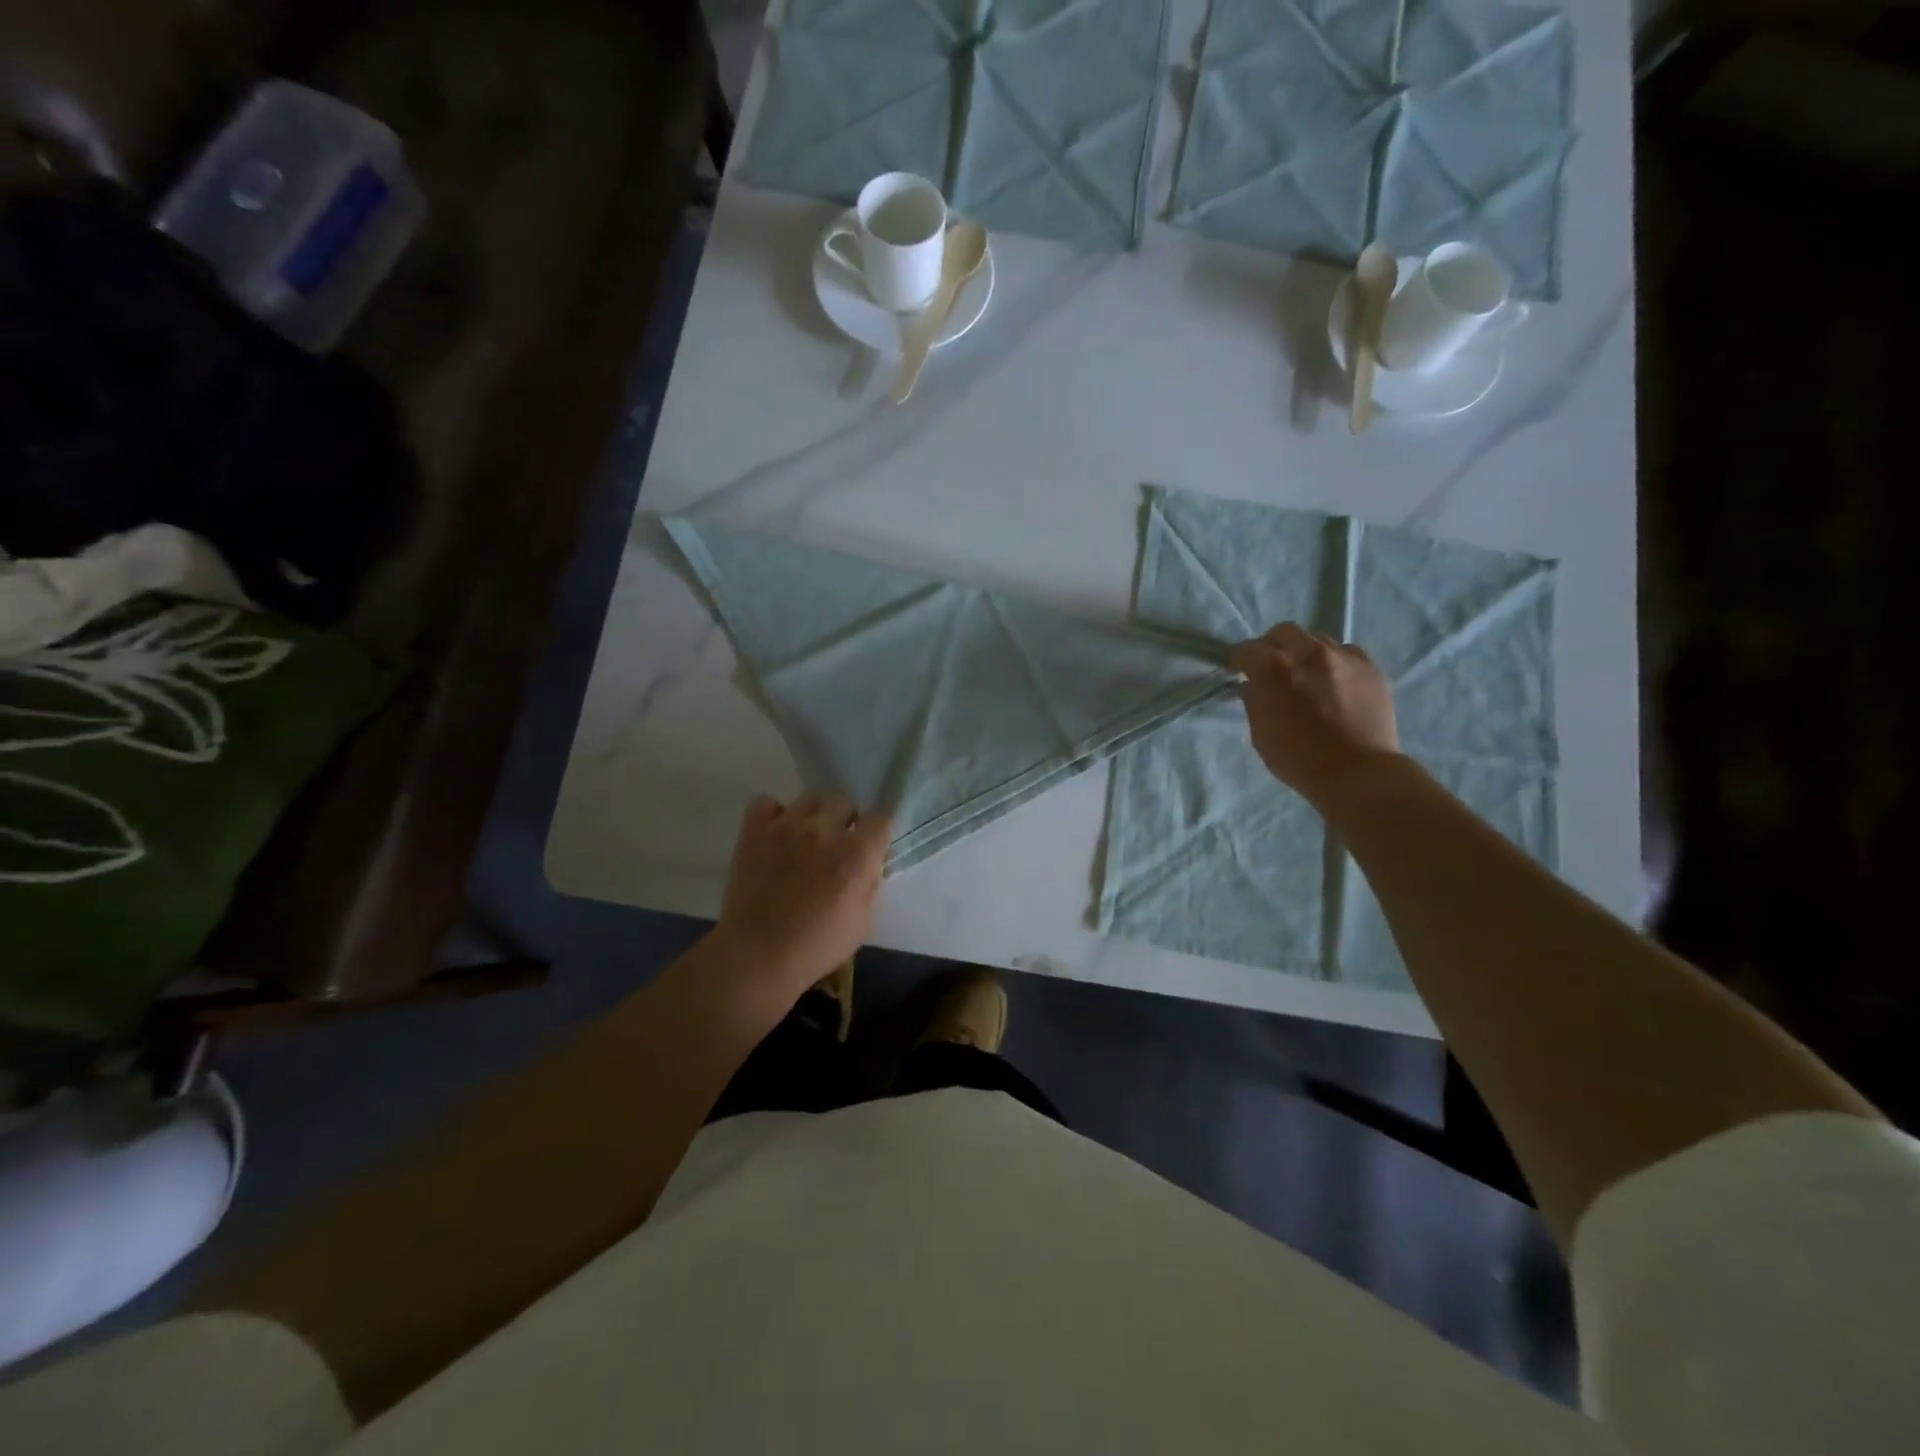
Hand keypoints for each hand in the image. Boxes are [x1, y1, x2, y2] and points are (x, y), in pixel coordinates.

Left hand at [714, 791, 893, 995]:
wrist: (758, 956)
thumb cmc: (817, 946)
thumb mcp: (863, 921)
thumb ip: (871, 883)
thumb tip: (870, 863)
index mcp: (858, 853)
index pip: (882, 816)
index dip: (878, 828)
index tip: (872, 842)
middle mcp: (825, 830)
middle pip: (844, 800)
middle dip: (845, 819)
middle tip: (836, 843)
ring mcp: (787, 826)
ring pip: (809, 798)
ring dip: (813, 816)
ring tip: (804, 838)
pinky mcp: (755, 830)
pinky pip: (767, 802)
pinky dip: (773, 813)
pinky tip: (774, 834)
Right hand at [1228, 623, 1400, 805]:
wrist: (1357, 773)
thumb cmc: (1298, 758)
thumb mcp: (1260, 733)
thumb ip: (1254, 701)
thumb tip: (1253, 685)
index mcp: (1273, 669)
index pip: (1247, 650)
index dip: (1238, 659)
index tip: (1236, 668)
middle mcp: (1308, 652)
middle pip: (1284, 632)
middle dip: (1272, 645)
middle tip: (1271, 665)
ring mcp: (1343, 657)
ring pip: (1317, 639)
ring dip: (1304, 652)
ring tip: (1306, 674)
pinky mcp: (1370, 667)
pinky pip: (1346, 652)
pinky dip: (1334, 661)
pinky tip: (1334, 681)